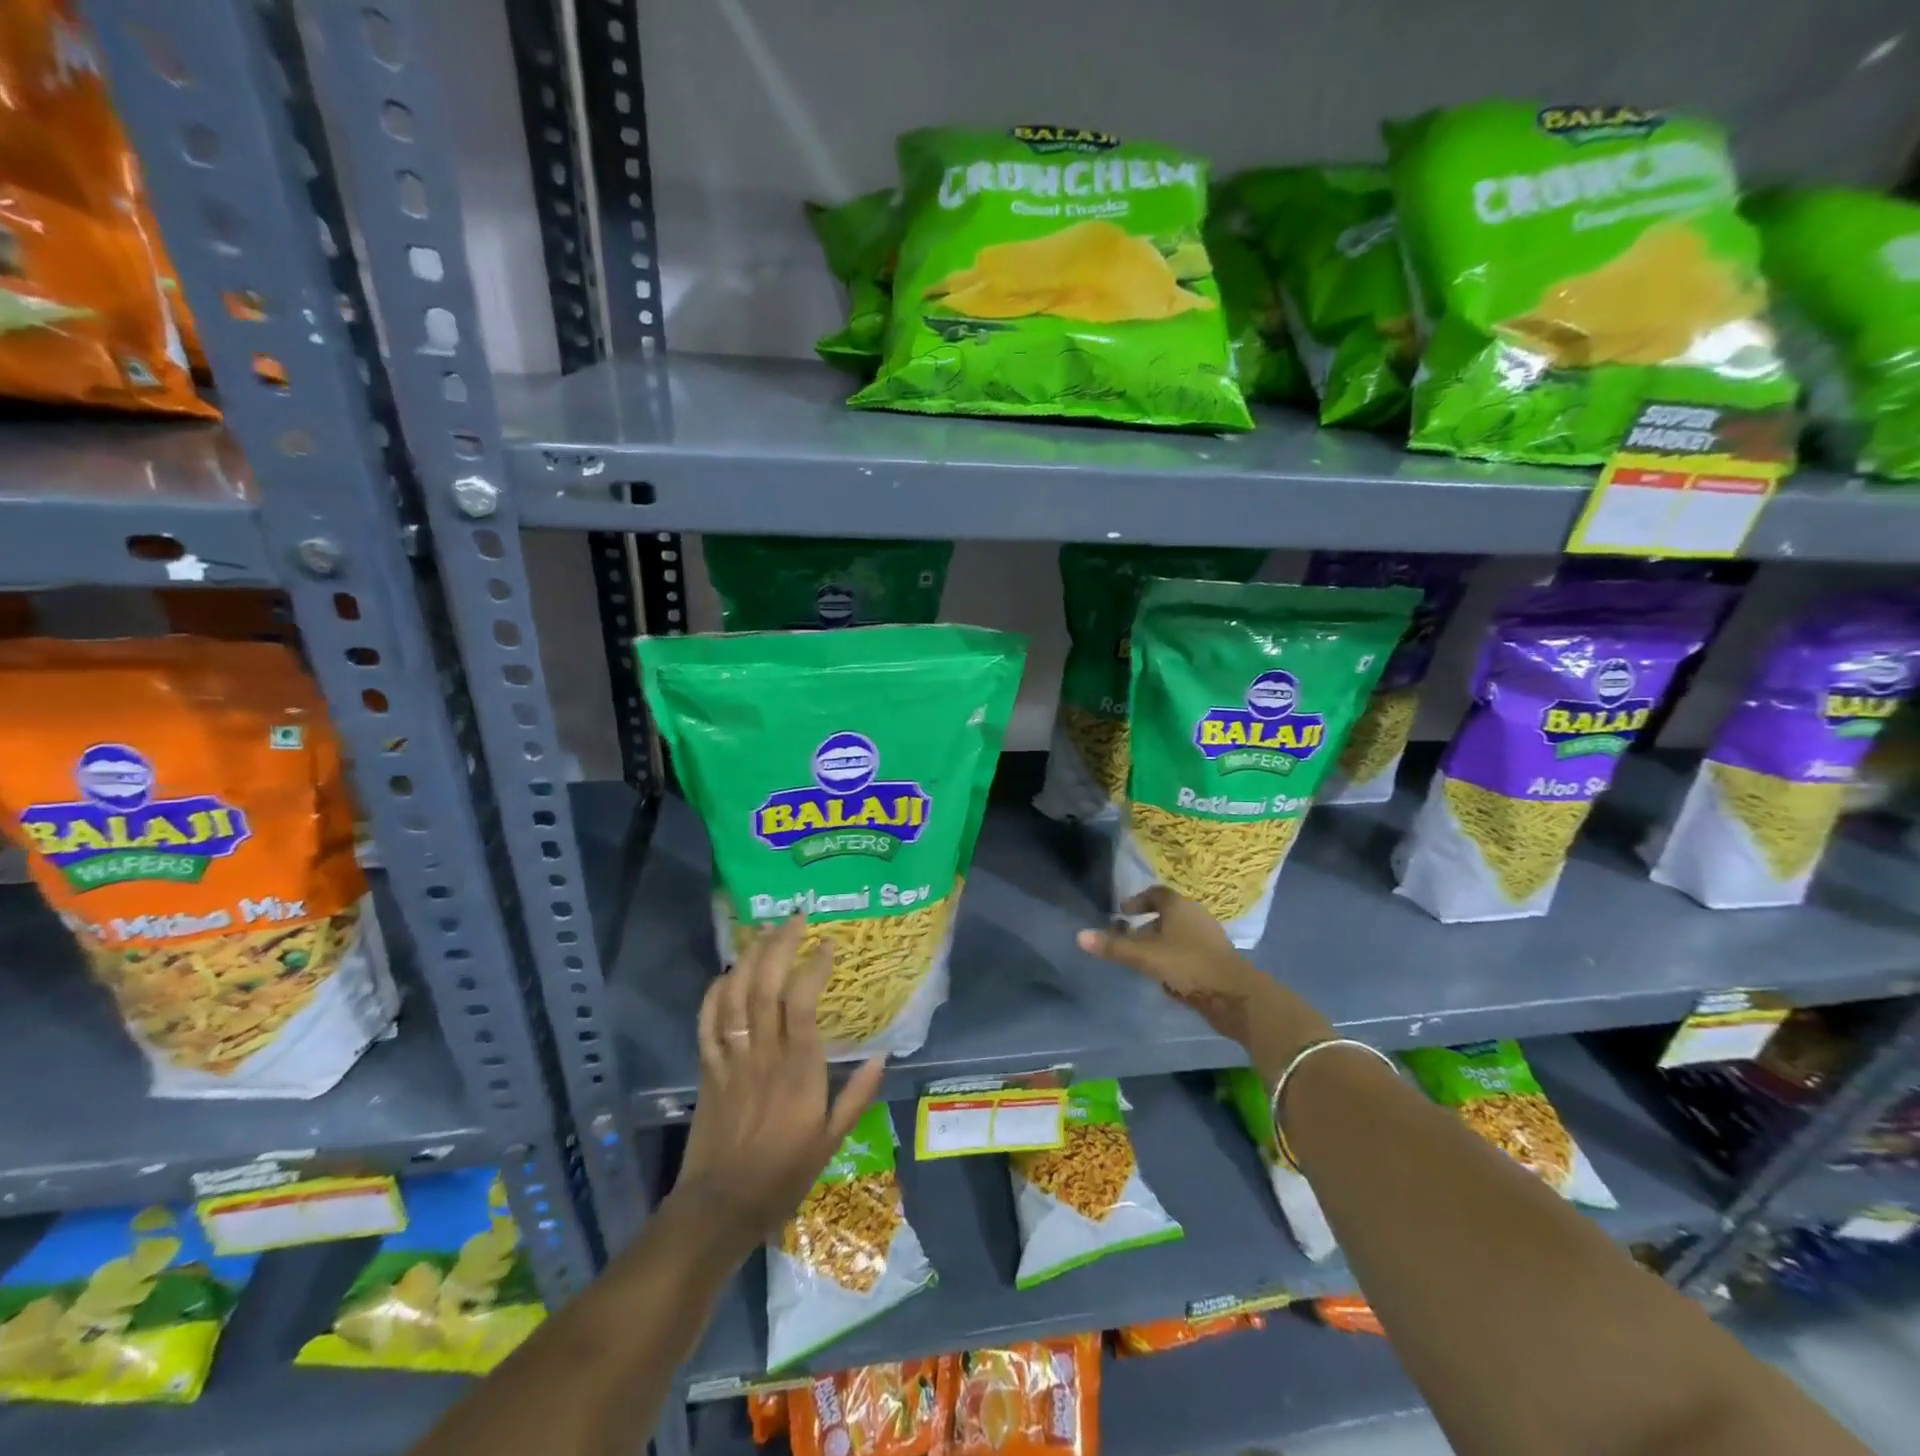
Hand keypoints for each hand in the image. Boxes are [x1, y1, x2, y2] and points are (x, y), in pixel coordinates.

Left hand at [673, 916, 885, 1253]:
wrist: (719, 1207)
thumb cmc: (782, 1174)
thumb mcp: (831, 1141)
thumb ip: (857, 1095)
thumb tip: (884, 1054)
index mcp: (797, 1070)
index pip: (802, 1002)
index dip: (813, 966)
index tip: (828, 945)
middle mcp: (762, 1054)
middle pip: (765, 986)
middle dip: (779, 945)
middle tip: (795, 919)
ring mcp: (730, 1059)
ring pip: (734, 995)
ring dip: (749, 957)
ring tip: (765, 931)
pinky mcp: (707, 1068)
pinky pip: (707, 1020)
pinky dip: (715, 990)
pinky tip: (728, 972)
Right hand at [1077, 886, 1330, 1073]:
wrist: (1236, 995)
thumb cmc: (1188, 965)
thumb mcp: (1145, 956)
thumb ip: (1114, 947)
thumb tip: (1079, 936)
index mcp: (1179, 906)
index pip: (1156, 893)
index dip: (1138, 900)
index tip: (1122, 912)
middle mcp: (1196, 916)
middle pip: (1167, 914)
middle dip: (1146, 925)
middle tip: (1127, 939)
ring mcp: (1209, 939)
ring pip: (1178, 935)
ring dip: (1160, 944)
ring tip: (1142, 961)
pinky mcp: (1217, 961)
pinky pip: (1189, 953)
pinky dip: (1174, 959)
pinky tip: (1165, 978)